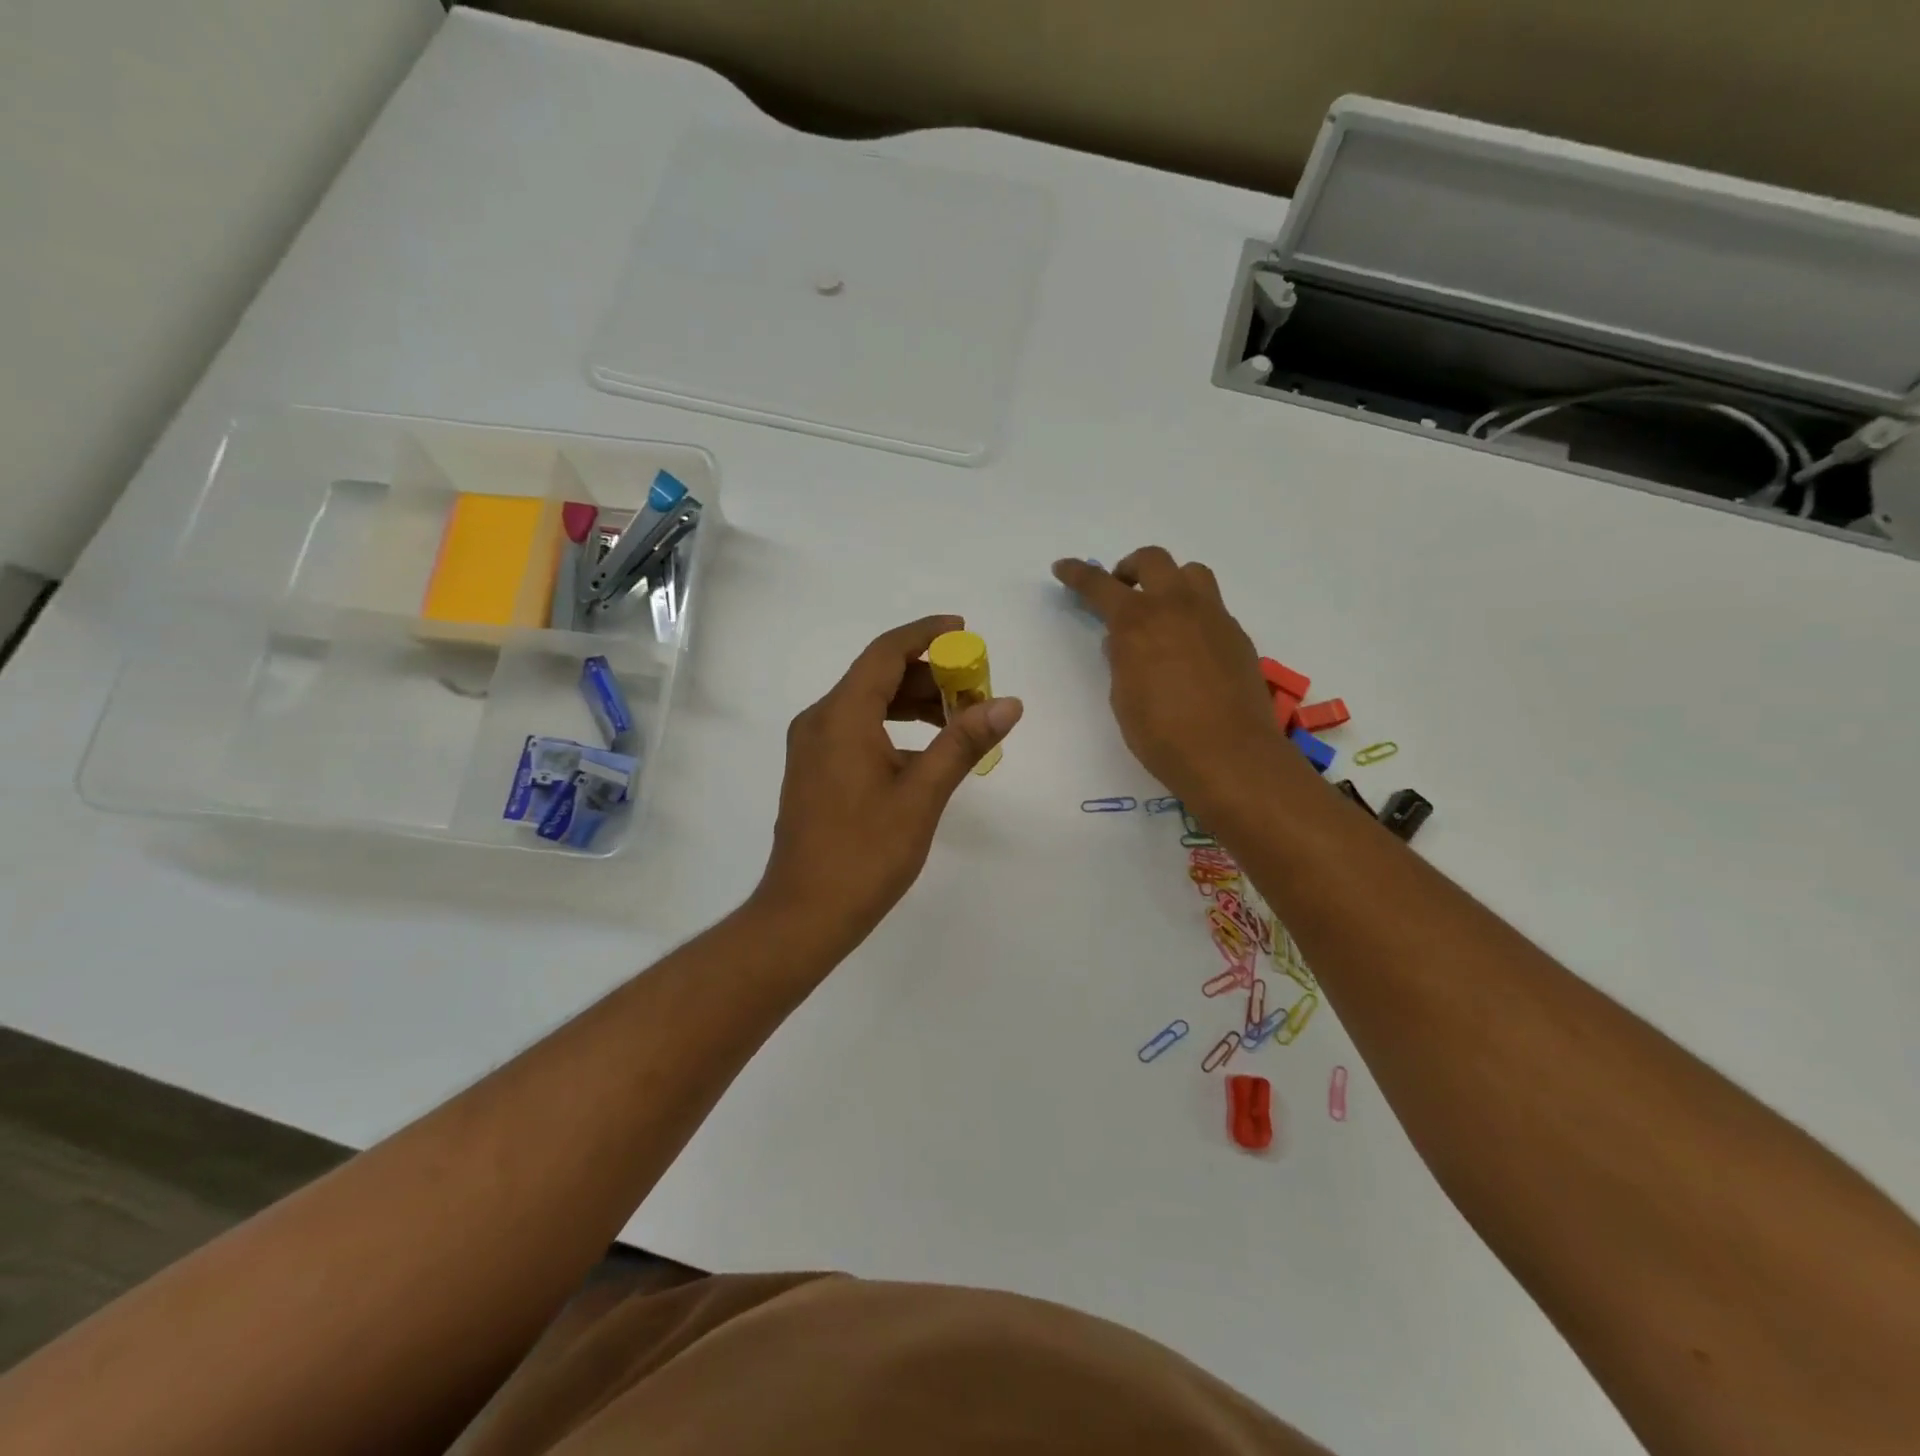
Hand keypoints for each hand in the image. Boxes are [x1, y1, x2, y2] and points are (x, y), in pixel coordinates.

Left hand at [755, 615, 1022, 945]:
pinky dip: (892, 727)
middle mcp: (820, 720)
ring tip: (958, 720)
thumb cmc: (866, 853)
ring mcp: (812, 746)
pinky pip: (856, 729)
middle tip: (974, 689)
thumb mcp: (922, 795)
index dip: (926, 634)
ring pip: (866, 704)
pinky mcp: (814, 770)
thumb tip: (1008, 703)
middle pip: (876, 676)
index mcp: (841, 716)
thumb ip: (963, 742)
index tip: (964, 630)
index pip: (886, 652)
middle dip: (928, 675)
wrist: (805, 913)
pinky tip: (925, 751)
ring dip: (911, 703)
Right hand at [1052, 548, 1284, 803]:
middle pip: (1153, 560)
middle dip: (1130, 568)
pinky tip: (1189, 648)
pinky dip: (1193, 614)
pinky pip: (1212, 608)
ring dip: (1170, 582)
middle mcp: (1177, 607)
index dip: (1077, 574)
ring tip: (1161, 611)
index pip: (1100, 585)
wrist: (1229, 755)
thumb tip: (1122, 642)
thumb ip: (1121, 661)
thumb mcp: (1123, 698)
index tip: (1063, 567)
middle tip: (1121, 589)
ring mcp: (1213, 618)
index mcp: (1138, 621)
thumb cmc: (1162, 734)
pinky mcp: (1237, 636)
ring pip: (1192, 574)